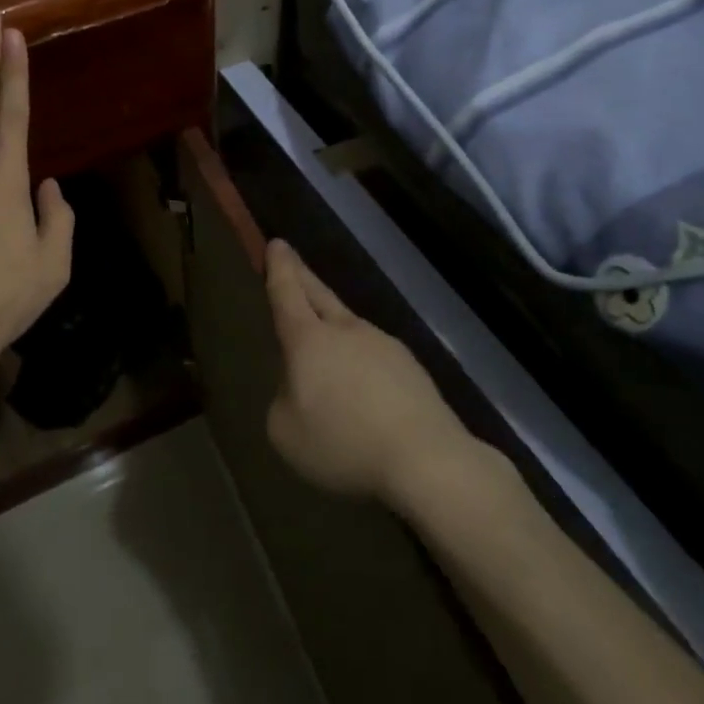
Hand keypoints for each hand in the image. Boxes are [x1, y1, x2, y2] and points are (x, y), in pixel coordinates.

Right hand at [264, 239, 504, 510]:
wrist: (427, 460)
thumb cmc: (344, 443)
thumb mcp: (285, 431)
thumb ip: (282, 401)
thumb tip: (298, 389)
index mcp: (309, 339)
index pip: (287, 293)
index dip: (279, 268)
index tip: (276, 243)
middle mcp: (346, 331)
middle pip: (319, 295)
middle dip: (301, 276)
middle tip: (290, 258)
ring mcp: (384, 346)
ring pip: (349, 328)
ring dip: (333, 327)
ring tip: (325, 349)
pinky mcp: (412, 370)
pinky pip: (375, 358)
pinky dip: (361, 364)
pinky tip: (363, 392)